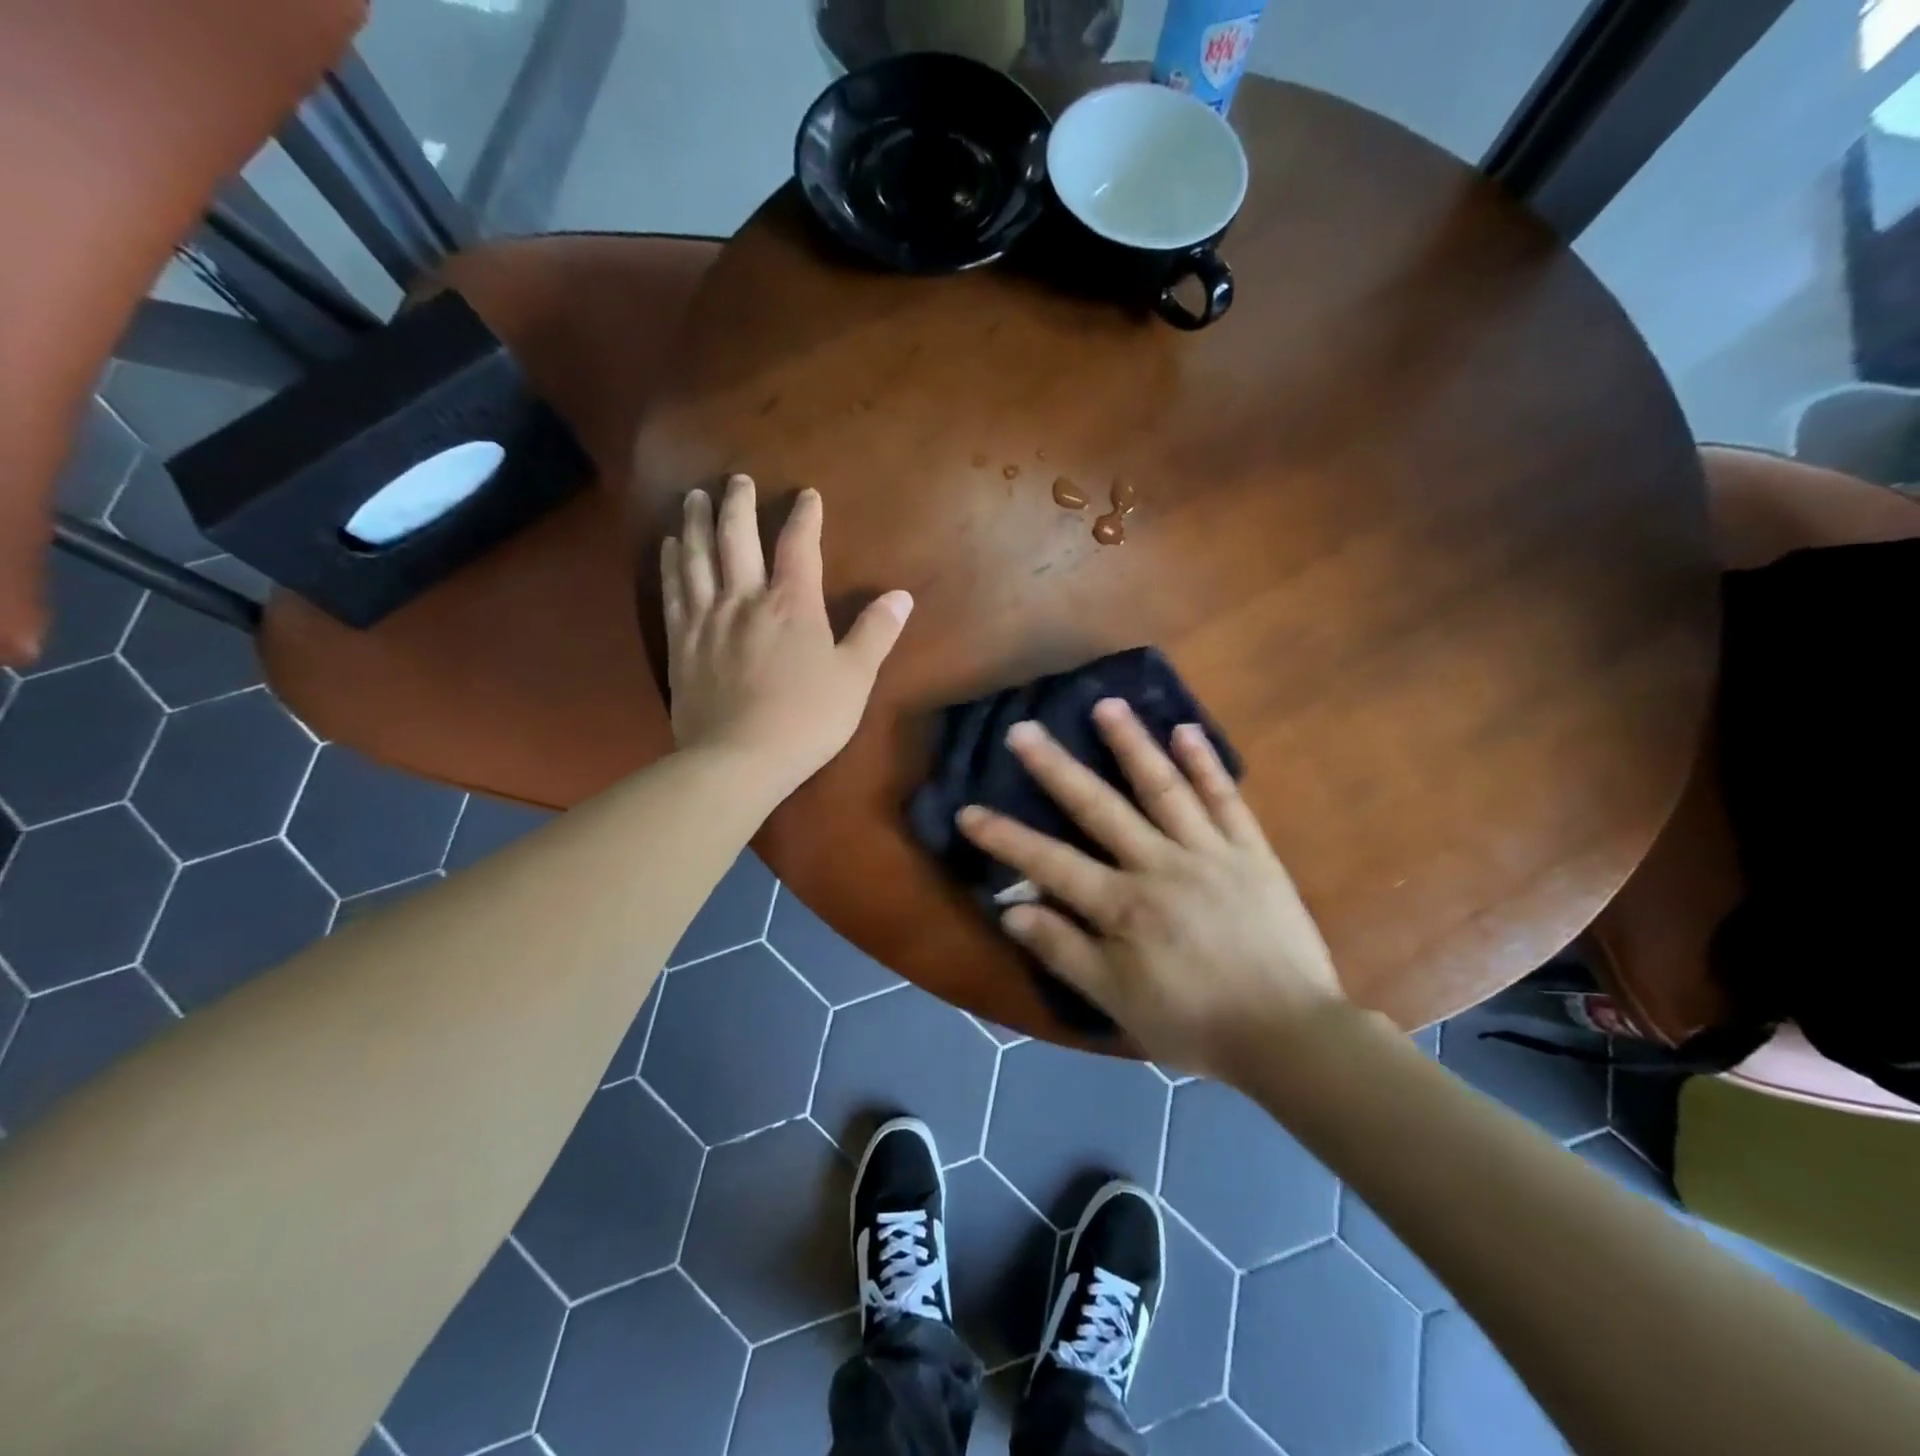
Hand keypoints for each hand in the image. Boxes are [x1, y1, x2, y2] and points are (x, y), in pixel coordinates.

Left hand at [663, 474, 911, 798]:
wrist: (739, 760)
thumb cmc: (806, 720)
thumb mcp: (855, 679)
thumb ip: (876, 633)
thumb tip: (901, 595)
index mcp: (792, 606)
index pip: (799, 547)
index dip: (804, 517)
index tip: (807, 494)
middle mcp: (745, 600)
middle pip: (735, 538)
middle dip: (738, 504)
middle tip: (736, 480)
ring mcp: (707, 619)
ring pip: (696, 557)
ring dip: (696, 522)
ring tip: (693, 497)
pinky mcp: (681, 643)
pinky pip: (673, 590)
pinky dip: (672, 563)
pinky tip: (669, 547)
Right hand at [956, 700, 1344, 1080]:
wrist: (1290, 1034)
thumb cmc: (1195, 1023)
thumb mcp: (1118, 1001)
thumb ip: (1064, 951)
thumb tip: (1011, 910)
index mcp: (1124, 906)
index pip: (1050, 863)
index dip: (1005, 837)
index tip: (968, 811)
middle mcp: (1160, 865)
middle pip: (1100, 808)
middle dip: (1057, 768)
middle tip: (1024, 729)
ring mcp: (1210, 852)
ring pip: (1163, 788)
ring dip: (1133, 744)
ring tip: (1106, 704)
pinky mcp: (1252, 852)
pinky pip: (1227, 800)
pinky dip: (1206, 764)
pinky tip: (1186, 730)